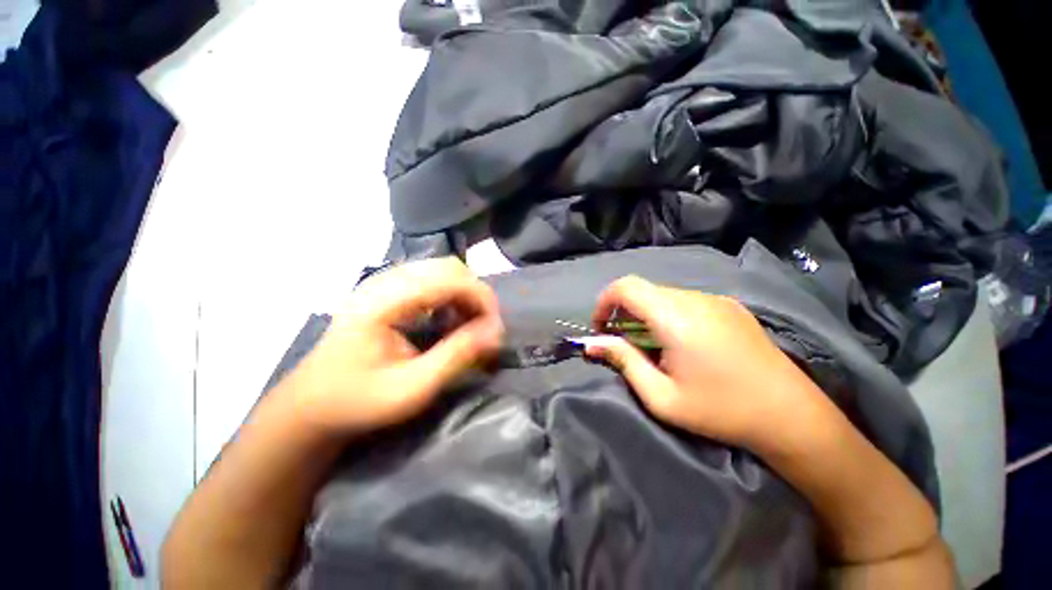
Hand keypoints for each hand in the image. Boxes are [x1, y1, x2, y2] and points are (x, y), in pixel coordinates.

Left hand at [282, 257, 503, 435]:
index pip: (449, 278)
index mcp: (384, 301)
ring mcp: (385, 281)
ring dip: (466, 294)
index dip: (481, 298)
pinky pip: (433, 279)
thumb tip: (496, 332)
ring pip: (444, 270)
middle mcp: (384, 281)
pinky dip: (452, 295)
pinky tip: (450, 319)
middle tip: (484, 328)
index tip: (494, 329)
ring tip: (469, 326)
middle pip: (449, 267)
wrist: (314, 402)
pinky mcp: (388, 288)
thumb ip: (456, 356)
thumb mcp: (412, 389)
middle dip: (476, 295)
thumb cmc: (358, 401)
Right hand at [585, 275, 829, 452]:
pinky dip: (668, 314)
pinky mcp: (730, 306)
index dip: (604, 302)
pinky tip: (681, 343)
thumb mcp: (662, 397)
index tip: (601, 328)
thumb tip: (592, 344)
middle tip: (623, 343)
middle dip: (623, 312)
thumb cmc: (722, 412)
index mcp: (676, 318)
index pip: (626, 287)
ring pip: (663, 295)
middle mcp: (695, 299)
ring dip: (646, 314)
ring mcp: (716, 300)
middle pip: (643, 291)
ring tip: (653, 346)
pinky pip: (685, 301)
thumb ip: (624, 362)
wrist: (794, 417)